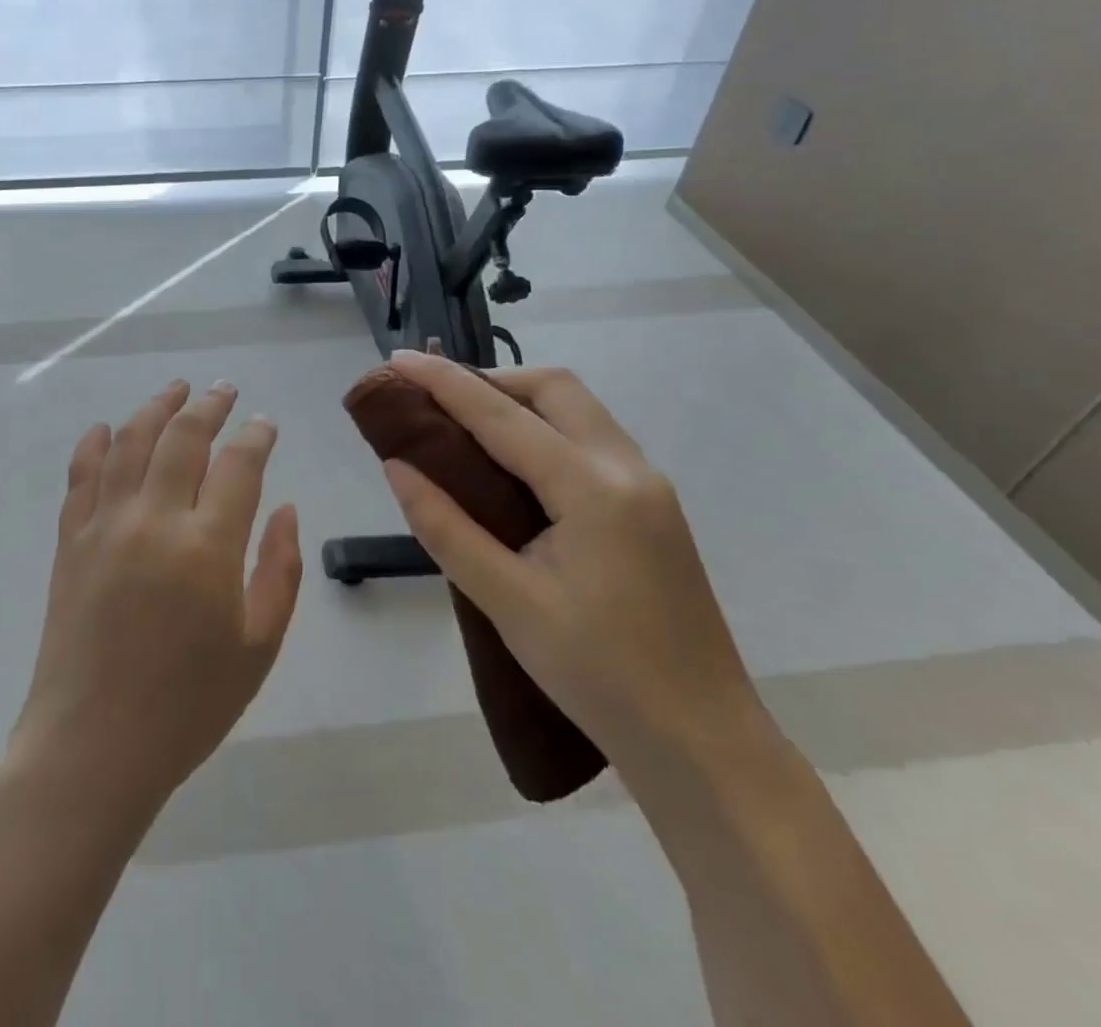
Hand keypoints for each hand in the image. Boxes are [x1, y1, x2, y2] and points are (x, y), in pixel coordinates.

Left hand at [11, 381, 303, 812]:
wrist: (92, 747)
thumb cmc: (187, 706)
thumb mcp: (258, 647)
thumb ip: (280, 570)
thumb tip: (288, 510)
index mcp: (207, 547)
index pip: (238, 465)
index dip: (256, 436)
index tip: (264, 423)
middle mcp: (154, 520)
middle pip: (183, 437)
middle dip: (208, 405)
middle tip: (224, 390)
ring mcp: (104, 525)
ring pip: (130, 442)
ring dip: (156, 407)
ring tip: (176, 389)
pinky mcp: (70, 541)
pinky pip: (81, 475)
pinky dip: (95, 443)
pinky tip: (107, 427)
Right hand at [382, 350, 760, 770]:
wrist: (703, 741)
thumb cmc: (599, 676)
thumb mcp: (508, 602)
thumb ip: (446, 527)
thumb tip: (397, 467)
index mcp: (593, 489)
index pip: (502, 415)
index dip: (444, 382)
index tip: (398, 360)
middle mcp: (628, 468)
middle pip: (555, 388)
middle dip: (490, 379)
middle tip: (437, 399)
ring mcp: (649, 485)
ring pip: (578, 409)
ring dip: (520, 401)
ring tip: (465, 423)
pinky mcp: (654, 507)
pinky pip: (591, 439)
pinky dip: (545, 428)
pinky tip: (515, 463)